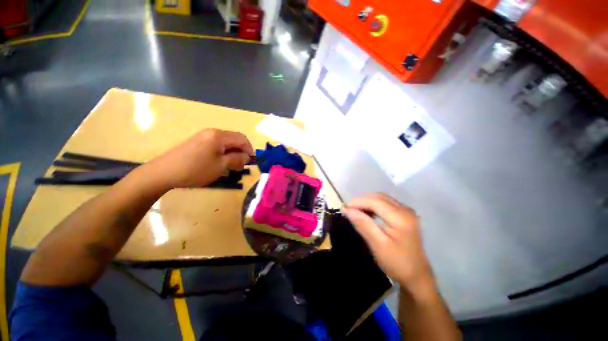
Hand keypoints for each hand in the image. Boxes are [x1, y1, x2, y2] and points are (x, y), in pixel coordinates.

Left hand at [147, 129, 253, 188]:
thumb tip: (247, 157)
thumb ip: (237, 159)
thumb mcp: (221, 166)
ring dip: (232, 154)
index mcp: (219, 136)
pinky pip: (217, 146)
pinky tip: (219, 164)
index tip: (251, 162)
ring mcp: (204, 136)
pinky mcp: (198, 142)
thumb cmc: (196, 169)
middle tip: (240, 167)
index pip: (242, 139)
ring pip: (226, 144)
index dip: (250, 150)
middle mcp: (213, 132)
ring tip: (230, 168)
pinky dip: (223, 154)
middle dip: (241, 153)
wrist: (164, 172)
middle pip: (234, 140)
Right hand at [343, 194, 434, 296]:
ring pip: (382, 199)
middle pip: (379, 197)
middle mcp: (405, 210)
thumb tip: (347, 210)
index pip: (375, 202)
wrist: (417, 276)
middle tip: (348, 209)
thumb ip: (363, 225)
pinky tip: (367, 213)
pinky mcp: (405, 215)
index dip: (358, 202)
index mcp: (401, 218)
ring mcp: (407, 211)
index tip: (344, 207)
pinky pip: (386, 204)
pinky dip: (374, 205)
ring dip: (367, 202)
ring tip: (355, 211)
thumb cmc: (397, 263)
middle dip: (362, 201)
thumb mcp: (378, 245)